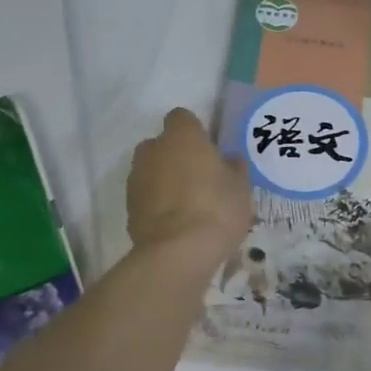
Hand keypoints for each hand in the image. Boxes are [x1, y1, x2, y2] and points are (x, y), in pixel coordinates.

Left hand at [127, 109, 253, 260]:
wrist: (177, 252)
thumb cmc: (216, 209)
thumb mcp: (241, 187)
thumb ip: (234, 168)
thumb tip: (229, 160)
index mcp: (182, 136)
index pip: (182, 118)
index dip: (195, 132)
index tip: (209, 151)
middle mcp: (153, 149)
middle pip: (162, 144)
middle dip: (176, 156)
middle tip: (200, 179)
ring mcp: (136, 178)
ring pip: (152, 170)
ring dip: (165, 181)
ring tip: (188, 206)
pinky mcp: (129, 207)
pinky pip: (146, 196)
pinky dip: (156, 204)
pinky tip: (175, 224)